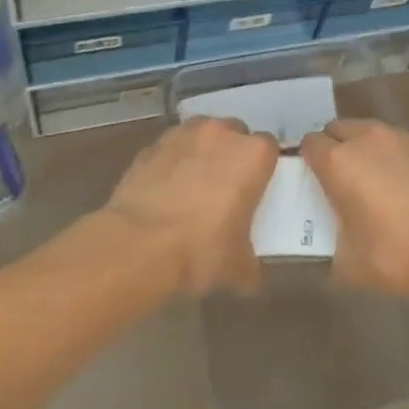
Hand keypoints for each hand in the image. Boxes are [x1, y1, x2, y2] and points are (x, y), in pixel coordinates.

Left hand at [104, 117, 279, 295]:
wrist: (138, 245)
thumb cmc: (201, 250)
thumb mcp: (236, 267)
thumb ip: (249, 263)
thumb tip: (248, 275)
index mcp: (253, 155)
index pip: (269, 148)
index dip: (263, 167)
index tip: (256, 188)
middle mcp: (221, 134)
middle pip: (235, 134)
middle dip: (232, 155)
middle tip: (226, 188)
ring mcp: (183, 135)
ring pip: (200, 135)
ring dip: (201, 153)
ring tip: (192, 186)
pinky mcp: (151, 146)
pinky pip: (170, 149)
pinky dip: (171, 163)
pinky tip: (165, 191)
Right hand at [299, 119, 408, 296]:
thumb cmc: (396, 254)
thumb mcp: (349, 264)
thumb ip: (332, 244)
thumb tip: (334, 241)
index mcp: (338, 161)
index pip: (309, 144)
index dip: (306, 160)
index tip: (311, 181)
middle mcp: (366, 139)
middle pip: (337, 129)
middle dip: (333, 147)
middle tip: (338, 179)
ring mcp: (401, 139)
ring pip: (370, 132)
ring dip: (364, 149)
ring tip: (373, 180)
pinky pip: (399, 144)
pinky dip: (394, 157)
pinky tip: (405, 187)